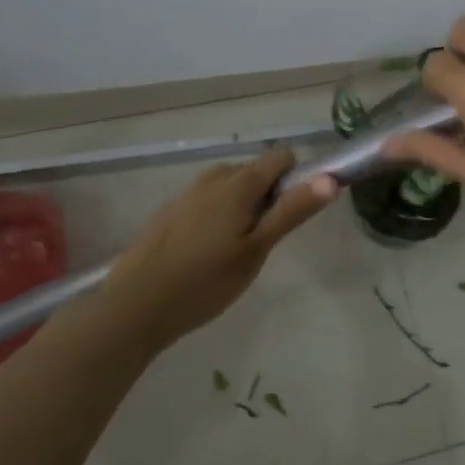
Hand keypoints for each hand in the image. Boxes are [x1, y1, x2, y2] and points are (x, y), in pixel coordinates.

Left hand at [95, 149, 335, 353]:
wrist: (134, 307)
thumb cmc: (205, 281)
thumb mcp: (257, 250)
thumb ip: (292, 211)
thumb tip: (329, 178)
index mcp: (238, 184)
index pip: (280, 157)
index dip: (295, 179)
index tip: (293, 213)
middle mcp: (211, 178)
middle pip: (253, 172)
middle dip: (266, 197)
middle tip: (263, 242)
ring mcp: (185, 194)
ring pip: (227, 188)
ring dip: (241, 207)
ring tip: (235, 251)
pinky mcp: (167, 212)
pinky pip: (205, 202)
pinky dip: (216, 217)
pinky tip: (205, 255)